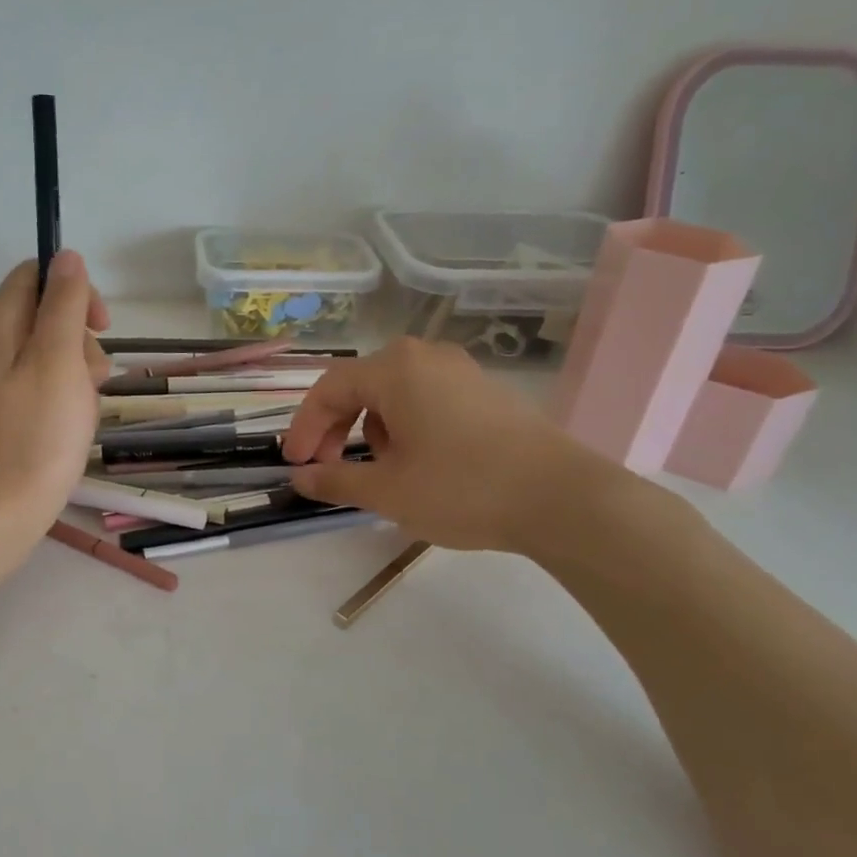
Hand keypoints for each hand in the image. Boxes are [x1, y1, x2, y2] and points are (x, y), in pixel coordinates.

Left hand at [0, 250, 109, 564]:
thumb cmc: (33, 436)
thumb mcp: (58, 360)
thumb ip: (64, 303)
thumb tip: (66, 255)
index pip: (37, 275)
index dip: (75, 292)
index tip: (101, 328)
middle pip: (44, 317)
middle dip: (80, 342)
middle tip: (93, 380)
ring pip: (47, 358)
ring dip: (76, 377)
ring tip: (82, 415)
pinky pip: (37, 391)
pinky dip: (61, 403)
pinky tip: (69, 432)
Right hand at [279, 337, 624, 554]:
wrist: (562, 498)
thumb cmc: (462, 489)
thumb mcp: (387, 490)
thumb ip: (335, 480)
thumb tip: (300, 479)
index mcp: (395, 369)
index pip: (328, 389)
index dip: (303, 427)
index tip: (294, 465)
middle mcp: (425, 357)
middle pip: (360, 385)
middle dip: (334, 427)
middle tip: (324, 467)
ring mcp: (460, 371)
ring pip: (393, 393)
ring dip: (370, 428)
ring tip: (377, 470)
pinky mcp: (485, 391)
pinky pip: (426, 399)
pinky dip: (405, 426)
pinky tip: (417, 462)